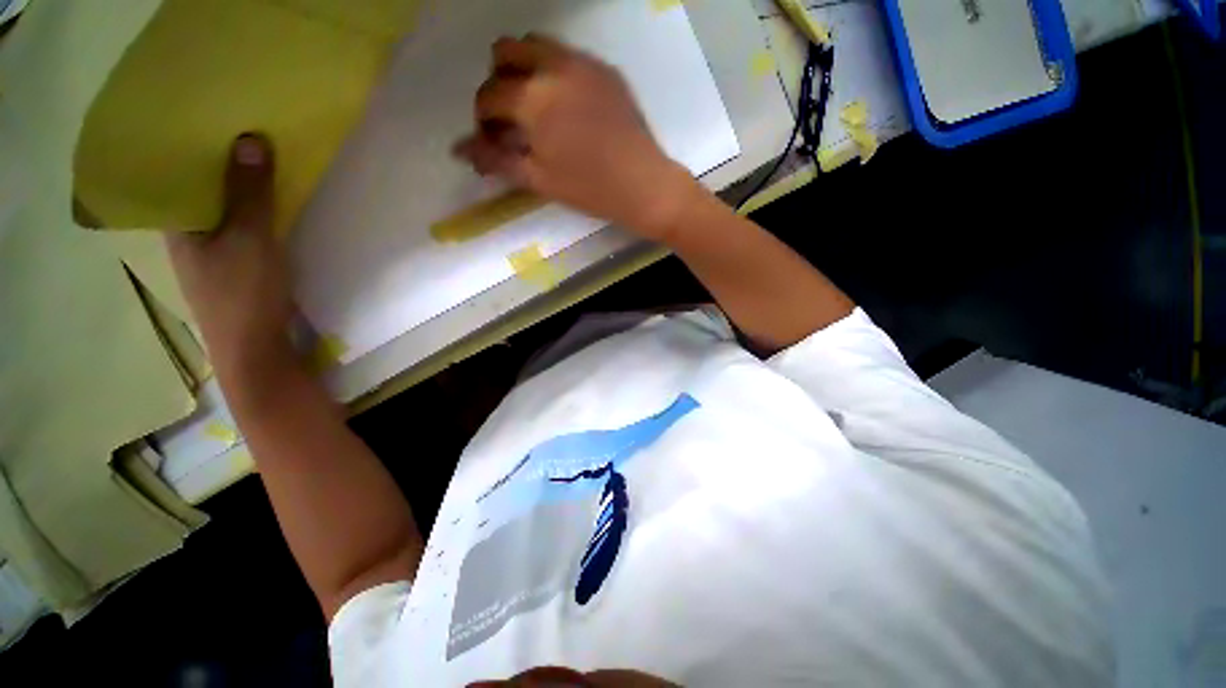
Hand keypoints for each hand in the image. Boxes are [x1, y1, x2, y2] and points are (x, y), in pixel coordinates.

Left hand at [166, 134, 294, 379]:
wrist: (256, 349)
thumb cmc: (243, 294)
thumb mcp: (250, 240)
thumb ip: (249, 193)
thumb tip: (249, 138)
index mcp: (174, 221)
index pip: (172, 170)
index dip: (190, 143)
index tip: (210, 114)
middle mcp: (184, 230)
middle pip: (197, 185)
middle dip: (217, 158)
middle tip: (240, 125)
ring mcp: (209, 248)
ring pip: (218, 204)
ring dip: (235, 182)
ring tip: (256, 153)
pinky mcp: (233, 262)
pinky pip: (236, 221)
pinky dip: (248, 205)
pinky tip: (265, 197)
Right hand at [454, 35, 705, 241]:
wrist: (644, 185)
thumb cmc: (590, 189)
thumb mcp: (539, 179)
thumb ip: (497, 159)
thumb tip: (459, 149)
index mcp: (533, 98)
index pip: (489, 94)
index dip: (483, 118)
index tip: (492, 138)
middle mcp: (554, 67)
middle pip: (506, 51)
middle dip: (498, 81)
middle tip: (510, 116)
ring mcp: (583, 63)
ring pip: (537, 44)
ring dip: (524, 68)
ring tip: (535, 106)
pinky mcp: (605, 70)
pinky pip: (568, 56)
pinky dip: (555, 72)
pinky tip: (566, 105)